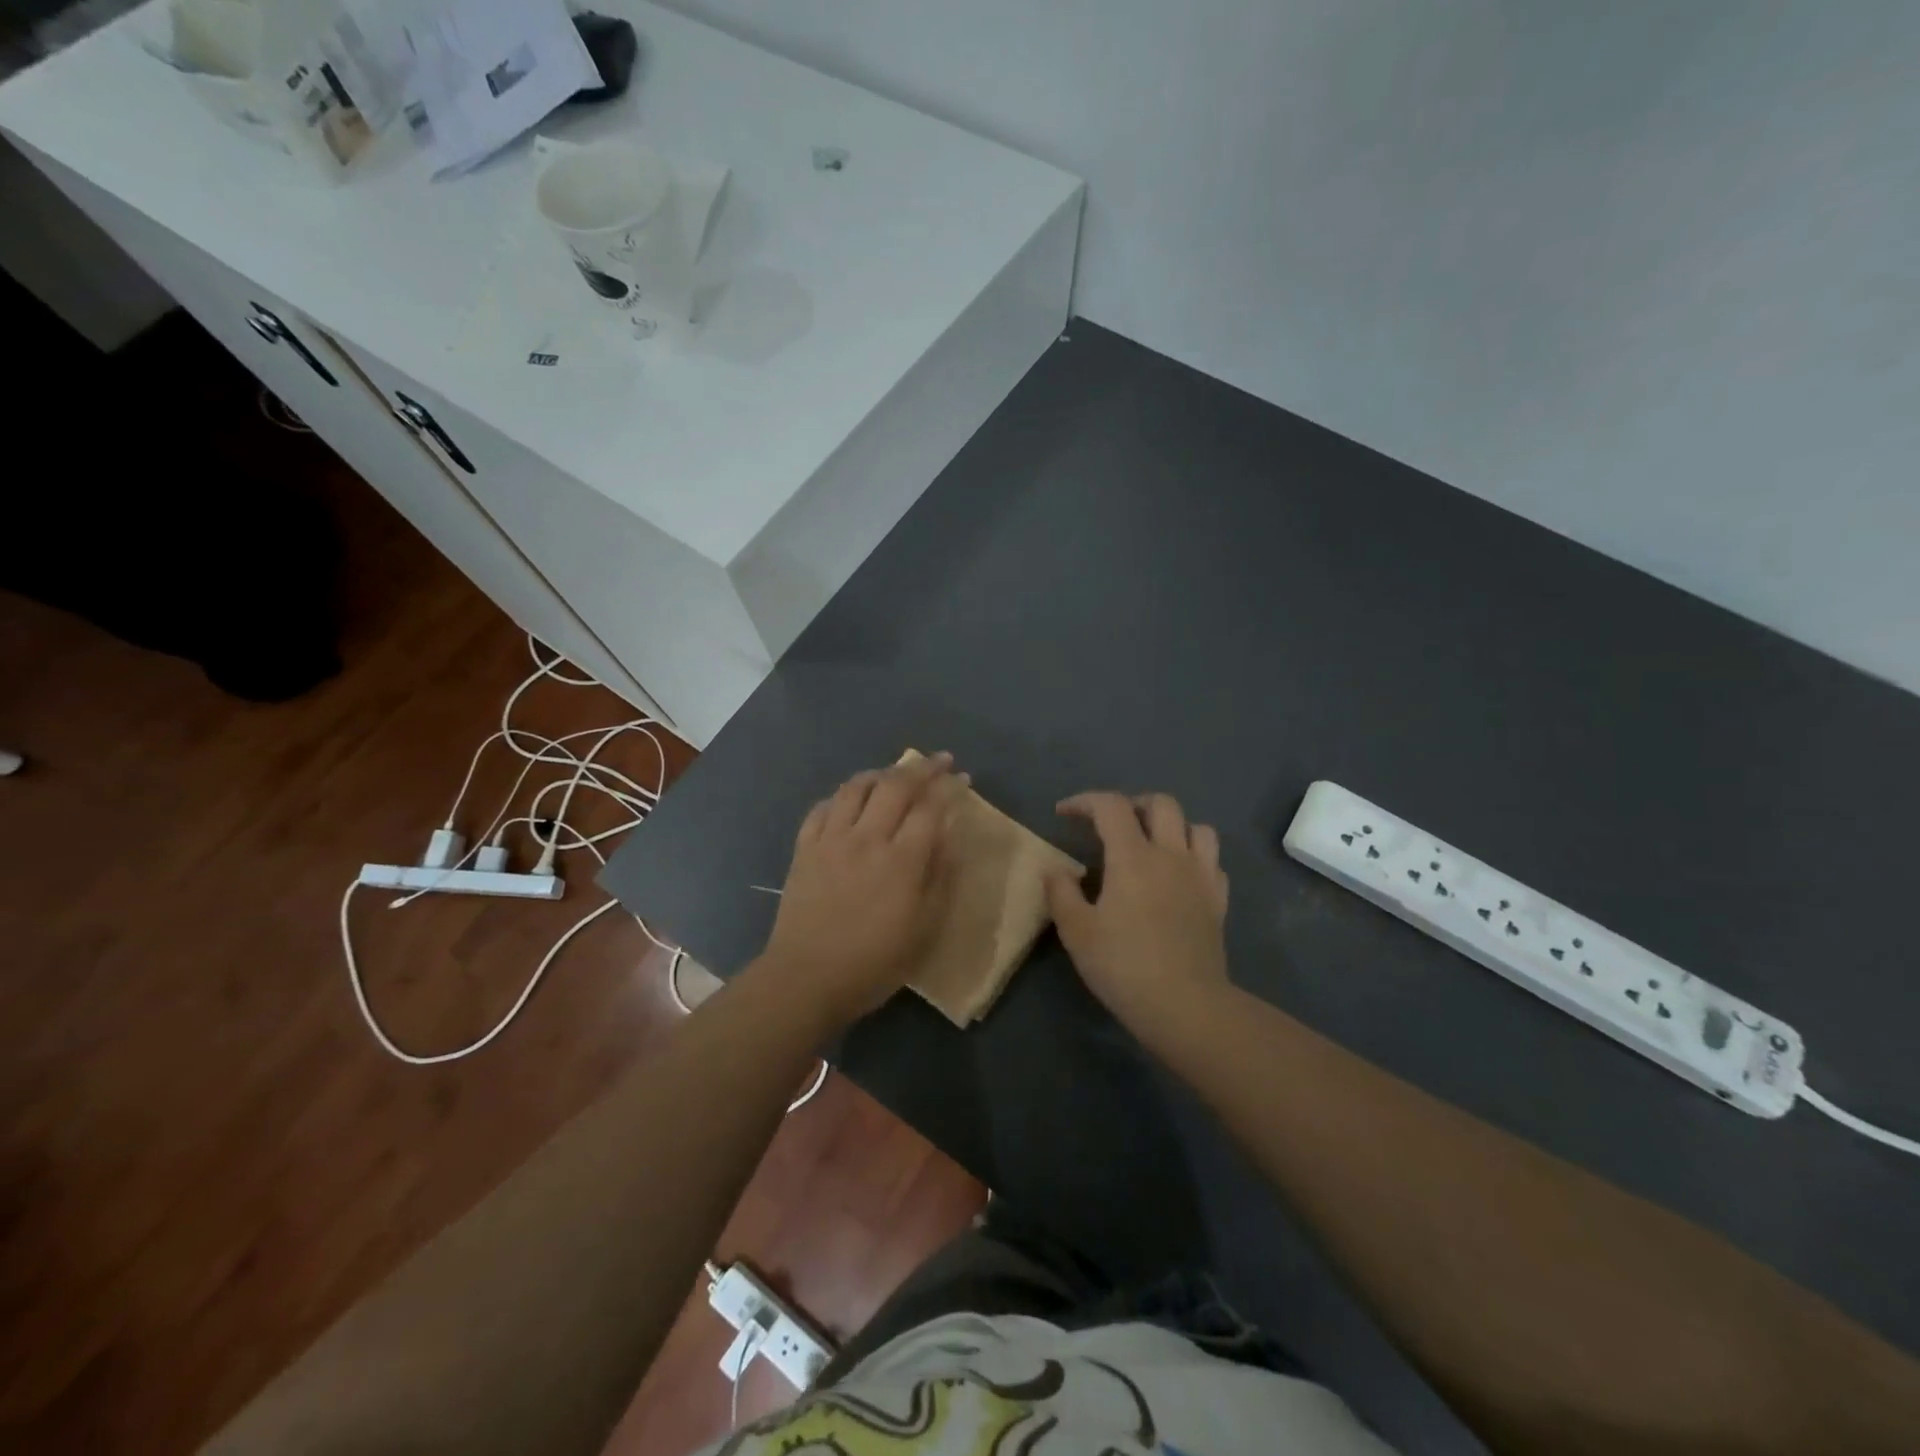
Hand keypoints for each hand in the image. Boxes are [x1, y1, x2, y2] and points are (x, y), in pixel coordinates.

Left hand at [762, 752, 968, 1025]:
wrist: (806, 978)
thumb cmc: (874, 962)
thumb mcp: (924, 929)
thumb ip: (940, 878)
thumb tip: (950, 838)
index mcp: (901, 860)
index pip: (930, 808)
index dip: (949, 787)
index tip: (962, 777)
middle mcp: (866, 838)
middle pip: (895, 786)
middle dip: (921, 768)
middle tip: (939, 761)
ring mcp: (831, 840)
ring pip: (856, 787)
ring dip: (880, 773)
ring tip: (894, 774)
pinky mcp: (804, 849)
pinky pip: (822, 808)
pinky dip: (841, 796)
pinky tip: (850, 800)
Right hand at [1045, 792, 1229, 1037]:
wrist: (1185, 1005)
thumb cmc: (1123, 966)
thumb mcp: (1076, 931)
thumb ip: (1061, 893)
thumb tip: (1055, 869)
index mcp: (1133, 856)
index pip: (1111, 806)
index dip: (1085, 801)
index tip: (1064, 814)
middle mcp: (1171, 855)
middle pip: (1161, 804)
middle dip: (1132, 804)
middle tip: (1111, 824)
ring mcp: (1201, 876)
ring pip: (1197, 827)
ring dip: (1172, 826)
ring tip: (1151, 844)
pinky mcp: (1219, 901)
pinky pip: (1212, 861)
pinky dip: (1194, 857)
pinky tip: (1179, 876)